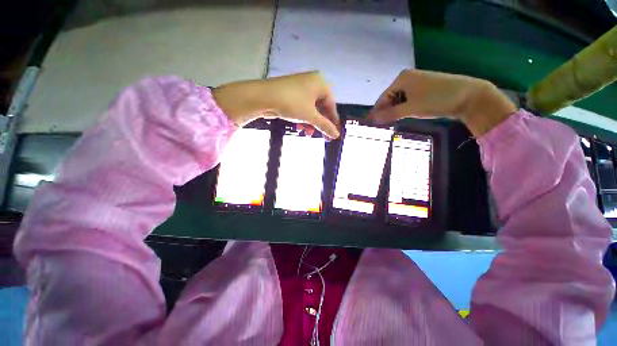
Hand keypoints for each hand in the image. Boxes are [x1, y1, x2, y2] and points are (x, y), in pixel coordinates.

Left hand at [212, 72, 339, 138]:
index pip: (331, 105)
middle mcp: (312, 82)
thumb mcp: (310, 116)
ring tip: (307, 133)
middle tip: (320, 136)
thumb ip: (325, 126)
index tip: (333, 133)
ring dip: (310, 122)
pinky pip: (302, 106)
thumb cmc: (291, 103)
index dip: (332, 120)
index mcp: (320, 83)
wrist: (263, 97)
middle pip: (321, 107)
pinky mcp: (291, 92)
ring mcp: (301, 87)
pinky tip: (299, 127)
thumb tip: (337, 135)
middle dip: (319, 123)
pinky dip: (302, 117)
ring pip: (311, 108)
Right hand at [367, 70, 516, 136]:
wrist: (468, 96)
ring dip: (396, 111)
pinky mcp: (424, 88)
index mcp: (401, 78)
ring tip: (396, 121)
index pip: (382, 98)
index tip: (372, 125)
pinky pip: (408, 99)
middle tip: (385, 125)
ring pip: (399, 99)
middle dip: (387, 111)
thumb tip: (371, 120)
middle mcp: (407, 78)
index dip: (377, 112)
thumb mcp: (410, 109)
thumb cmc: (436, 100)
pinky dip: (405, 108)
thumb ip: (389, 114)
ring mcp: (416, 82)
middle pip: (390, 98)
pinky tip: (407, 114)